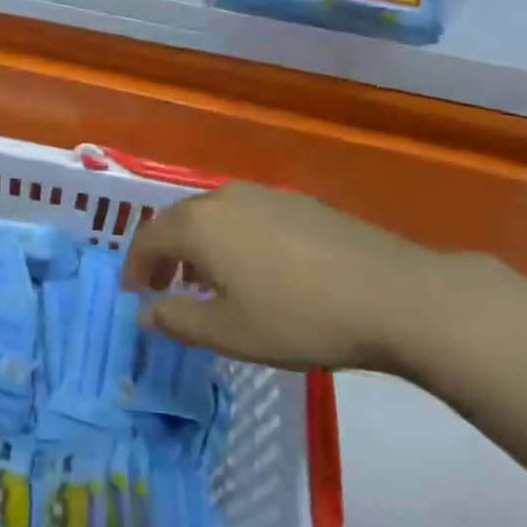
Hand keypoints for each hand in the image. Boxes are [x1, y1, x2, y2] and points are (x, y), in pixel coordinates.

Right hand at [121, 182, 447, 372]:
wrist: (393, 294)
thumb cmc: (298, 317)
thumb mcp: (230, 332)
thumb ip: (177, 320)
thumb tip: (144, 313)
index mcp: (198, 224)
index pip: (148, 237)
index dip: (134, 265)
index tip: (133, 293)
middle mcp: (223, 197)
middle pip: (178, 220)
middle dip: (165, 254)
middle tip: (164, 287)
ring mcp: (264, 194)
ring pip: (213, 215)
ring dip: (199, 246)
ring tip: (208, 282)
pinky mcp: (298, 202)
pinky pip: (246, 215)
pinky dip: (232, 238)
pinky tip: (255, 268)